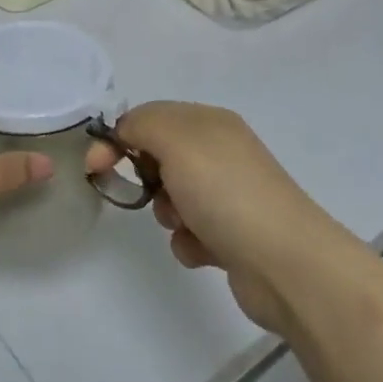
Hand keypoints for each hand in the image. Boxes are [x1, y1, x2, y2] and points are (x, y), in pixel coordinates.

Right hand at [88, 102, 336, 332]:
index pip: (150, 118)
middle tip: (151, 195)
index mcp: (210, 123)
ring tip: (185, 226)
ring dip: (168, 214)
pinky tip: (204, 250)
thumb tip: (124, 133)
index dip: (119, 138)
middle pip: (160, 157)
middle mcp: (222, 153)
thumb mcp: (176, 140)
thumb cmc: (225, 192)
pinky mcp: (233, 236)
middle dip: (147, 178)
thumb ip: (141, 124)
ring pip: (172, 198)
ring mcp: (230, 195)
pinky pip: (190, 232)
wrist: (287, 263)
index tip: (95, 167)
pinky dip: (189, 242)